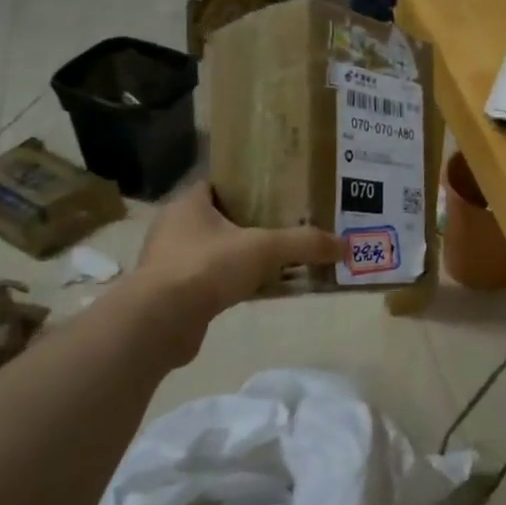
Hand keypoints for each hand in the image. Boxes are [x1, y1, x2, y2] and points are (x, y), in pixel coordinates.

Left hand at [125, 182, 342, 360]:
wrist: (160, 321)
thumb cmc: (207, 267)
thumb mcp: (265, 248)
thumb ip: (305, 244)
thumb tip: (345, 245)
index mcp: (188, 204)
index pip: (218, 184)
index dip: (246, 186)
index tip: (276, 193)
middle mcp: (172, 227)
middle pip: (217, 218)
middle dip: (248, 222)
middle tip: (283, 226)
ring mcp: (167, 261)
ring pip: (212, 250)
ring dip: (238, 255)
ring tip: (274, 259)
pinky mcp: (169, 292)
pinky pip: (207, 279)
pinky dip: (228, 282)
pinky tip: (253, 289)